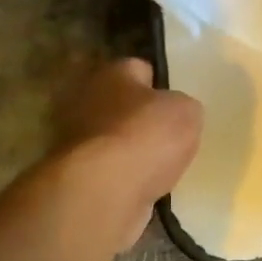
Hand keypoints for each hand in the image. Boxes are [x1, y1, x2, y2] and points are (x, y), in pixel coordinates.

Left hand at [51, 59, 202, 250]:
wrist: (103, 191)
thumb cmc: (146, 136)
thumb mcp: (187, 112)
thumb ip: (184, 107)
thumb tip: (177, 112)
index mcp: (113, 73)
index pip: (140, 69)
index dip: (161, 84)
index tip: (177, 102)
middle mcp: (87, 100)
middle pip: (122, 105)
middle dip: (142, 119)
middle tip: (170, 136)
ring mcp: (76, 140)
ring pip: (114, 140)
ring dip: (132, 152)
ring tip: (161, 166)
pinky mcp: (74, 176)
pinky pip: (108, 172)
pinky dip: (124, 179)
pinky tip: (144, 188)